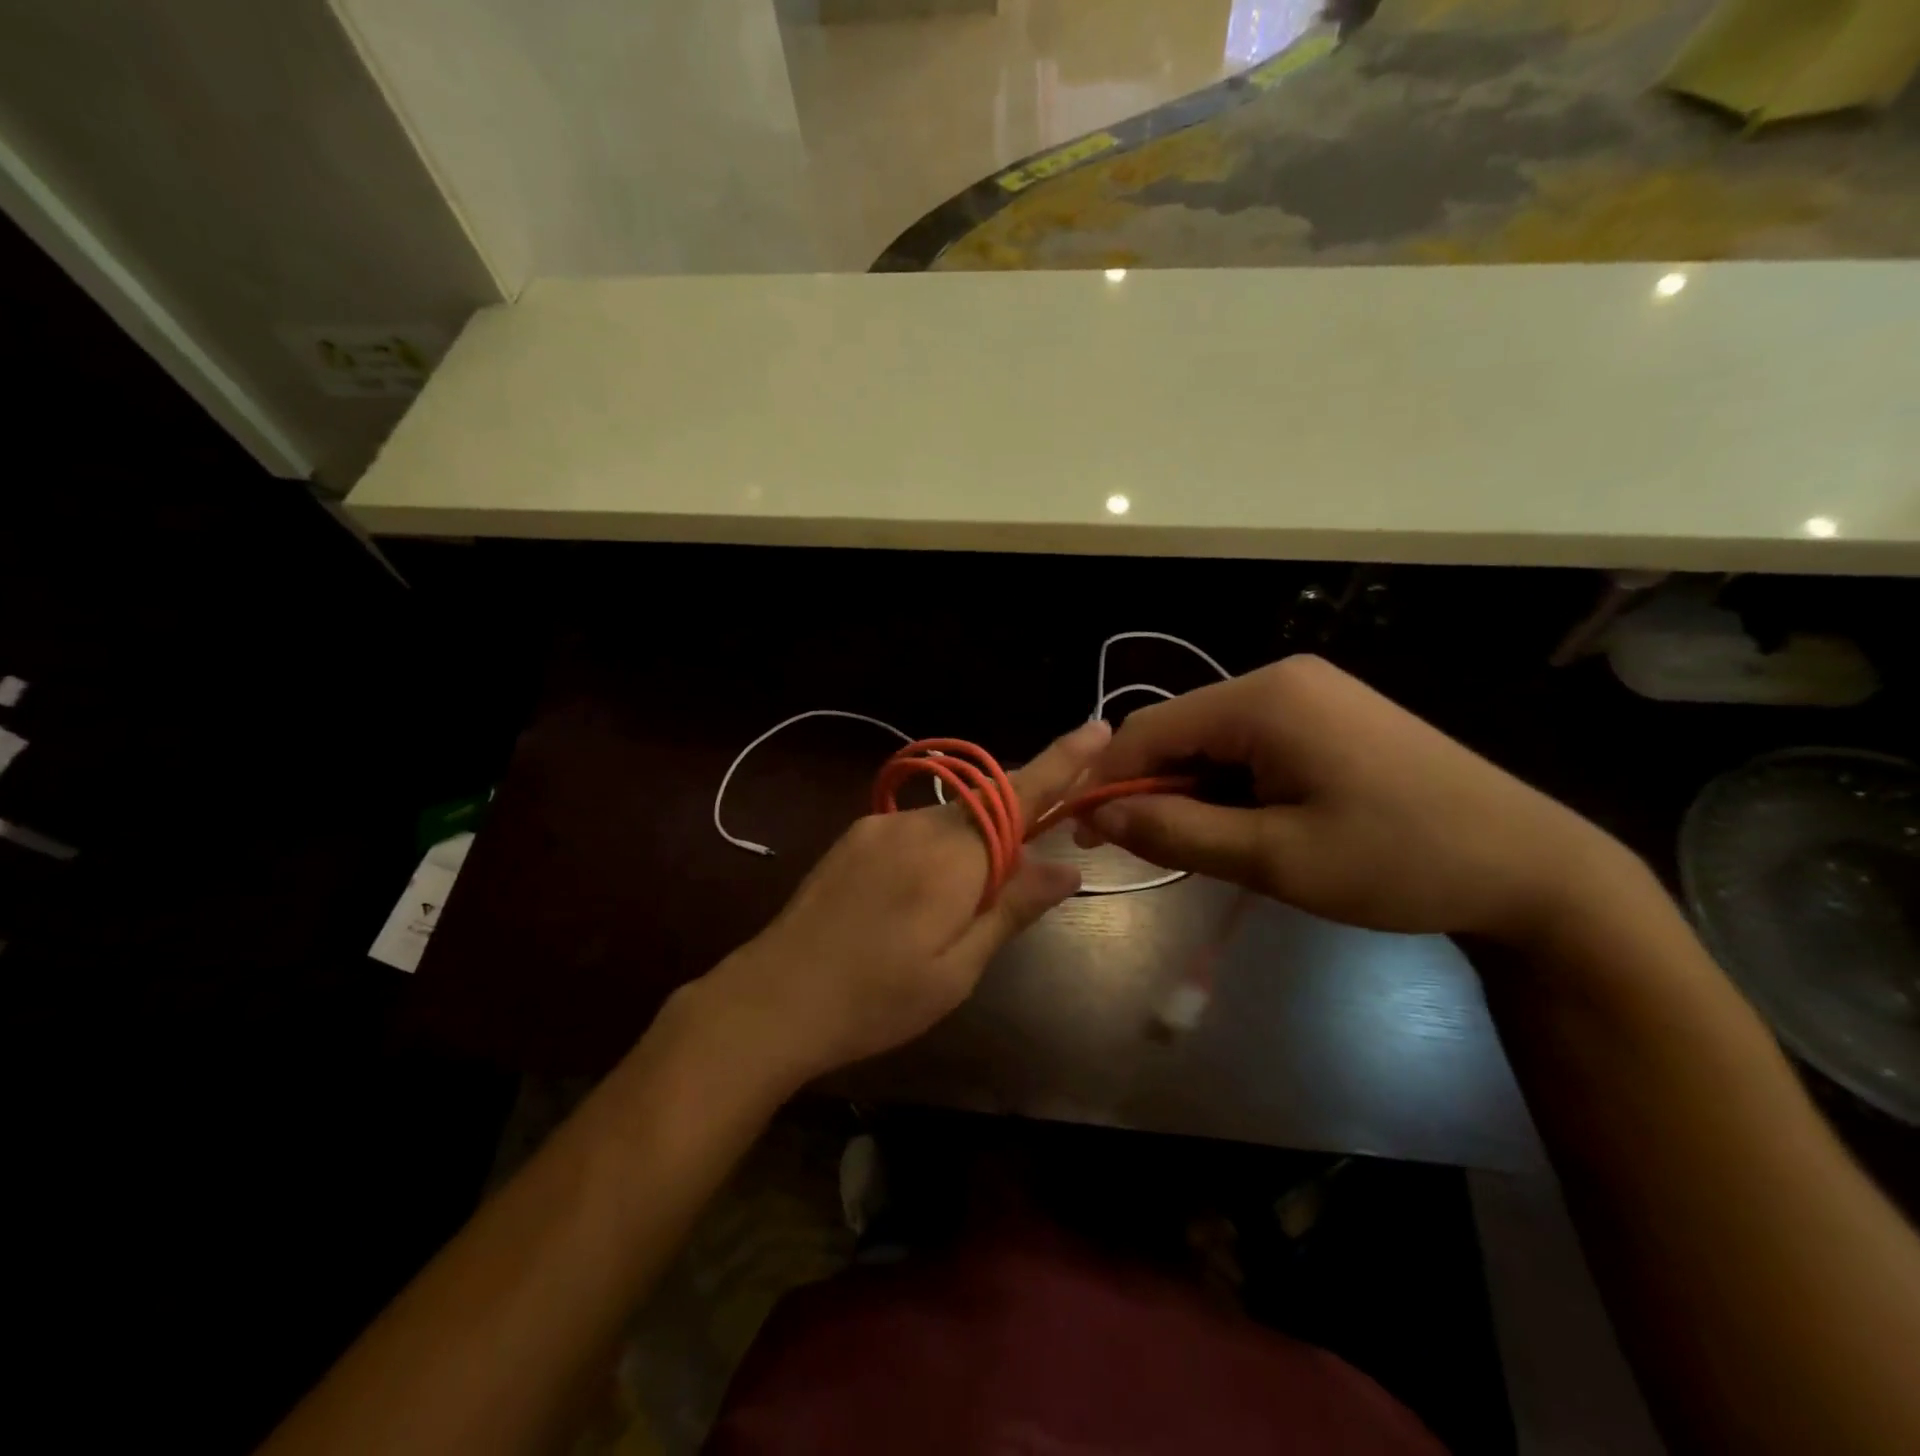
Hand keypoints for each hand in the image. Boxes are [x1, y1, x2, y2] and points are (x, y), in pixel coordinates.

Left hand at [700, 719, 1111, 1085]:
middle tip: (1017, 886)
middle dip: (1016, 828)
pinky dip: (938, 851)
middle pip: (989, 807)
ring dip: (972, 847)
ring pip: (951, 821)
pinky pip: (917, 830)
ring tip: (950, 915)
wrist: (774, 999)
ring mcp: (881, 826)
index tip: (1099, 728)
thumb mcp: (958, 970)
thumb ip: (1012, 908)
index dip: (1062, 761)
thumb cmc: (877, 999)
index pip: (1021, 795)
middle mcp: (919, 824)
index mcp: (953, 856)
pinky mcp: (855, 836)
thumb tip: (1067, 868)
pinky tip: (916, 900)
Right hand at [1077, 655, 1636, 946]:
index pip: (1149, 730)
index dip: (1106, 781)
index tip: (1082, 835)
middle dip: (1151, 790)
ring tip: (1205, 849)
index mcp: (1264, 699)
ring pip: (1212, 742)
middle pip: (1180, 732)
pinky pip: (1249, 745)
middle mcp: (1280, 679)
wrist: (1531, 868)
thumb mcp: (1275, 858)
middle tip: (1143, 853)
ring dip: (1192, 793)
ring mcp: (1308, 694)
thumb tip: (1098, 816)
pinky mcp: (1327, 716)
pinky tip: (1246, 825)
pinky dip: (1229, 786)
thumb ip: (1177, 833)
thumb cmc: (1398, 862)